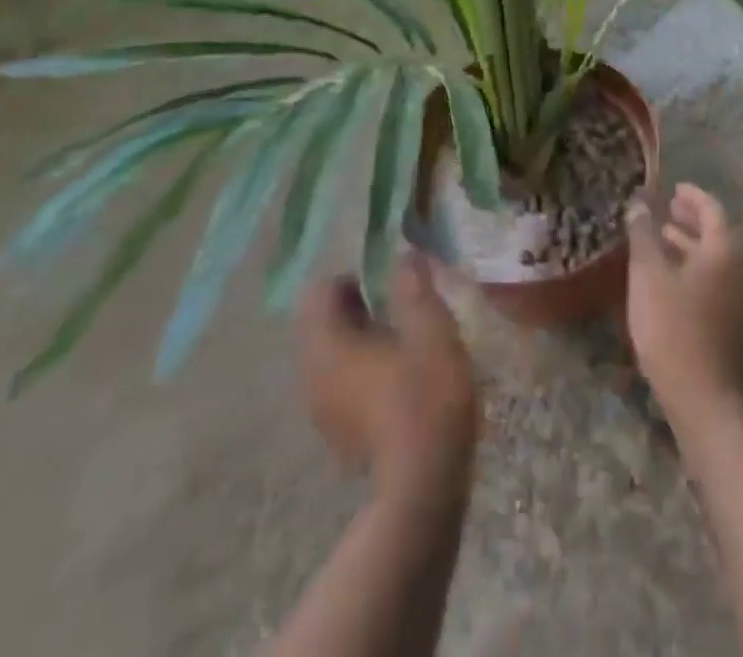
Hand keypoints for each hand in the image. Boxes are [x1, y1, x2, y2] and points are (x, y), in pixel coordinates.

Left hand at [296, 253, 478, 502]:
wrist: (422, 487)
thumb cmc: (425, 396)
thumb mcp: (430, 329)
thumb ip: (414, 287)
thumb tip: (405, 255)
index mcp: (327, 344)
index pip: (319, 292)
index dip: (352, 277)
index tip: (388, 286)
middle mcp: (312, 374)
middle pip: (321, 323)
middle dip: (356, 308)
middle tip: (399, 309)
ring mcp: (321, 410)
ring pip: (331, 356)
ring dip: (360, 341)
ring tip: (403, 343)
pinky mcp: (337, 435)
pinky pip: (340, 385)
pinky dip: (362, 373)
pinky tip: (399, 381)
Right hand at [626, 183, 742, 427]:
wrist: (708, 400)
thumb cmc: (674, 329)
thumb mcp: (648, 276)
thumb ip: (643, 234)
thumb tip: (640, 203)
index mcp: (727, 250)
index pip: (712, 209)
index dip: (692, 196)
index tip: (674, 189)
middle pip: (720, 235)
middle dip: (692, 222)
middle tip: (667, 214)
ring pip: (722, 262)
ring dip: (695, 249)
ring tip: (665, 244)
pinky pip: (725, 284)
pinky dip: (703, 272)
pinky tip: (679, 282)